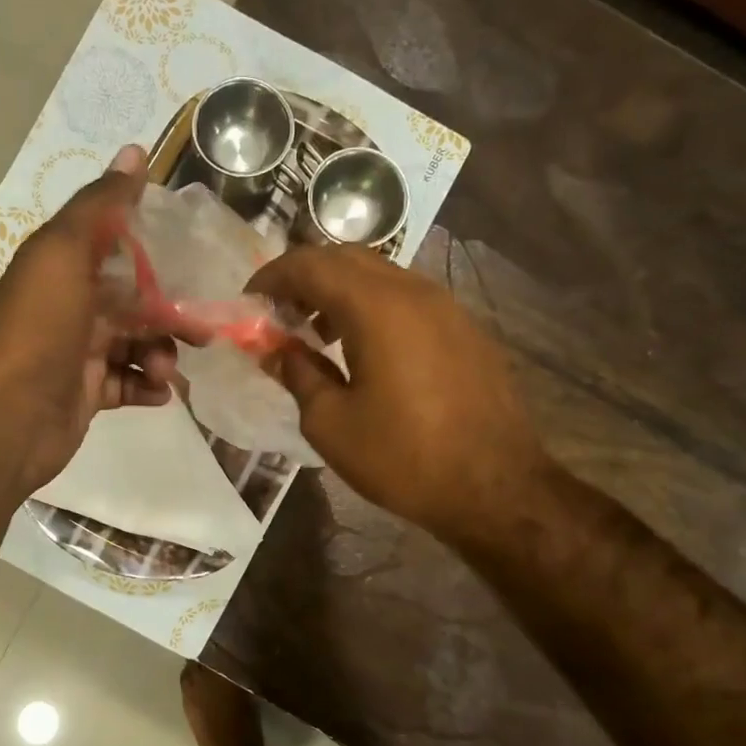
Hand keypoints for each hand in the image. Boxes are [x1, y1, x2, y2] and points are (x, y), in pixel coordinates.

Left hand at [0, 145, 183, 499]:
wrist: (6, 418)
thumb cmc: (39, 329)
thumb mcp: (64, 254)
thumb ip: (100, 206)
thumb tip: (134, 150)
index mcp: (64, 268)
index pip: (119, 249)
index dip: (157, 253)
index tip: (198, 262)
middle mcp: (71, 307)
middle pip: (135, 302)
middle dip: (170, 314)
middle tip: (203, 332)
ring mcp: (77, 353)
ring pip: (135, 345)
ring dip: (160, 354)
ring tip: (164, 370)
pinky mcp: (85, 394)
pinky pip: (126, 384)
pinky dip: (146, 386)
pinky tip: (159, 393)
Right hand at [246, 244, 545, 543]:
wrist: (496, 487)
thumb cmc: (403, 457)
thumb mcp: (331, 423)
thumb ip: (298, 374)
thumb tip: (276, 350)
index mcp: (376, 306)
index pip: (310, 264)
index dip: (272, 276)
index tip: (249, 301)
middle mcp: (414, 291)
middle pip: (347, 258)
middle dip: (305, 278)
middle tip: (280, 314)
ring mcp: (447, 307)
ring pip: (381, 276)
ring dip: (340, 292)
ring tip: (317, 334)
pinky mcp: (466, 329)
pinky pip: (408, 300)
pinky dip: (373, 308)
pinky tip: (365, 351)